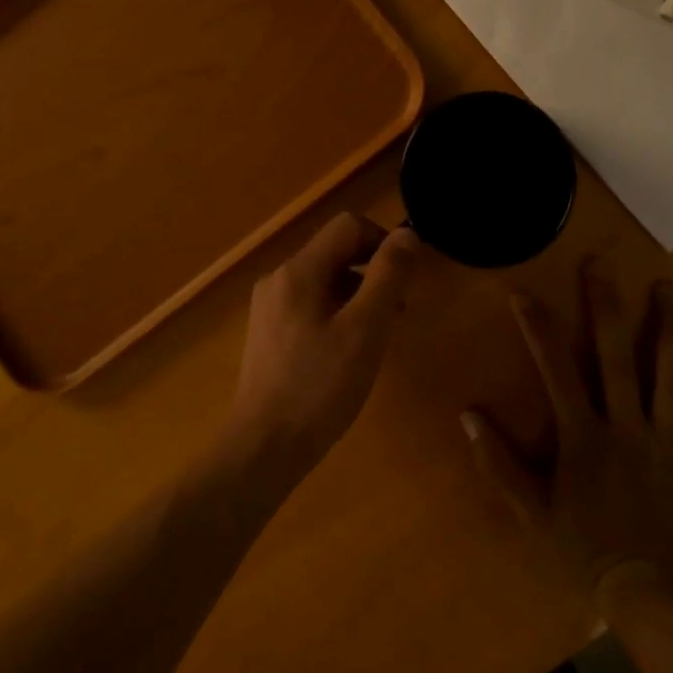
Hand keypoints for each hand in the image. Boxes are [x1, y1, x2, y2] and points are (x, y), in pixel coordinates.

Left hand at [226, 214, 419, 479]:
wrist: (264, 446)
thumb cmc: (320, 387)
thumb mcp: (365, 330)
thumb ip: (388, 277)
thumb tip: (407, 235)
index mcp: (299, 270)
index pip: (348, 227)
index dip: (383, 241)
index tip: (406, 277)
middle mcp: (279, 278)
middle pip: (334, 251)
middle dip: (372, 270)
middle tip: (399, 310)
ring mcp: (269, 306)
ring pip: (324, 279)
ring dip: (357, 293)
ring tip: (380, 333)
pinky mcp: (268, 331)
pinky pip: (310, 303)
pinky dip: (337, 312)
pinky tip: (349, 350)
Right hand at [462, 260, 672, 607]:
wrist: (654, 596)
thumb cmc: (587, 549)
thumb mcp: (532, 510)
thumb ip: (499, 462)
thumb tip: (467, 415)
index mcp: (583, 436)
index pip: (555, 370)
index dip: (537, 328)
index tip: (522, 292)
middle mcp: (626, 425)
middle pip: (616, 356)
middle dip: (605, 306)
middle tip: (601, 264)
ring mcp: (670, 439)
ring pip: (672, 374)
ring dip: (671, 327)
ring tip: (668, 287)